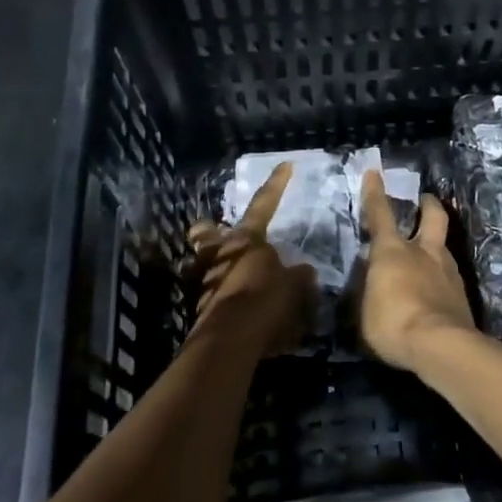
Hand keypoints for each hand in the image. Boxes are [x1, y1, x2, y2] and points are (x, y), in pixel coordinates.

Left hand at [185, 162, 317, 357]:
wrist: (232, 337)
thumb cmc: (266, 299)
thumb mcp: (295, 286)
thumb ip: (299, 276)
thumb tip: (303, 272)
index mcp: (247, 238)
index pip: (265, 203)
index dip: (276, 183)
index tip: (285, 164)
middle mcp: (220, 251)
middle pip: (207, 231)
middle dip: (210, 231)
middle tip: (220, 235)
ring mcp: (204, 277)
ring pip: (203, 262)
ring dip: (215, 267)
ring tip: (236, 282)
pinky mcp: (198, 304)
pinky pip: (210, 293)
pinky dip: (222, 297)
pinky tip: (240, 312)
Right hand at [358, 170, 474, 372]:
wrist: (440, 346)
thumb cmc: (392, 323)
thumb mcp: (366, 307)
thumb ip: (371, 288)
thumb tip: (375, 280)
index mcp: (392, 250)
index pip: (380, 214)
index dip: (375, 193)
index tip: (374, 173)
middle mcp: (423, 252)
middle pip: (433, 217)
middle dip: (428, 205)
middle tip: (426, 200)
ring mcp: (448, 272)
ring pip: (444, 247)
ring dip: (436, 246)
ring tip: (428, 257)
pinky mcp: (462, 296)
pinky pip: (449, 278)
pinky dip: (441, 279)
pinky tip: (436, 293)